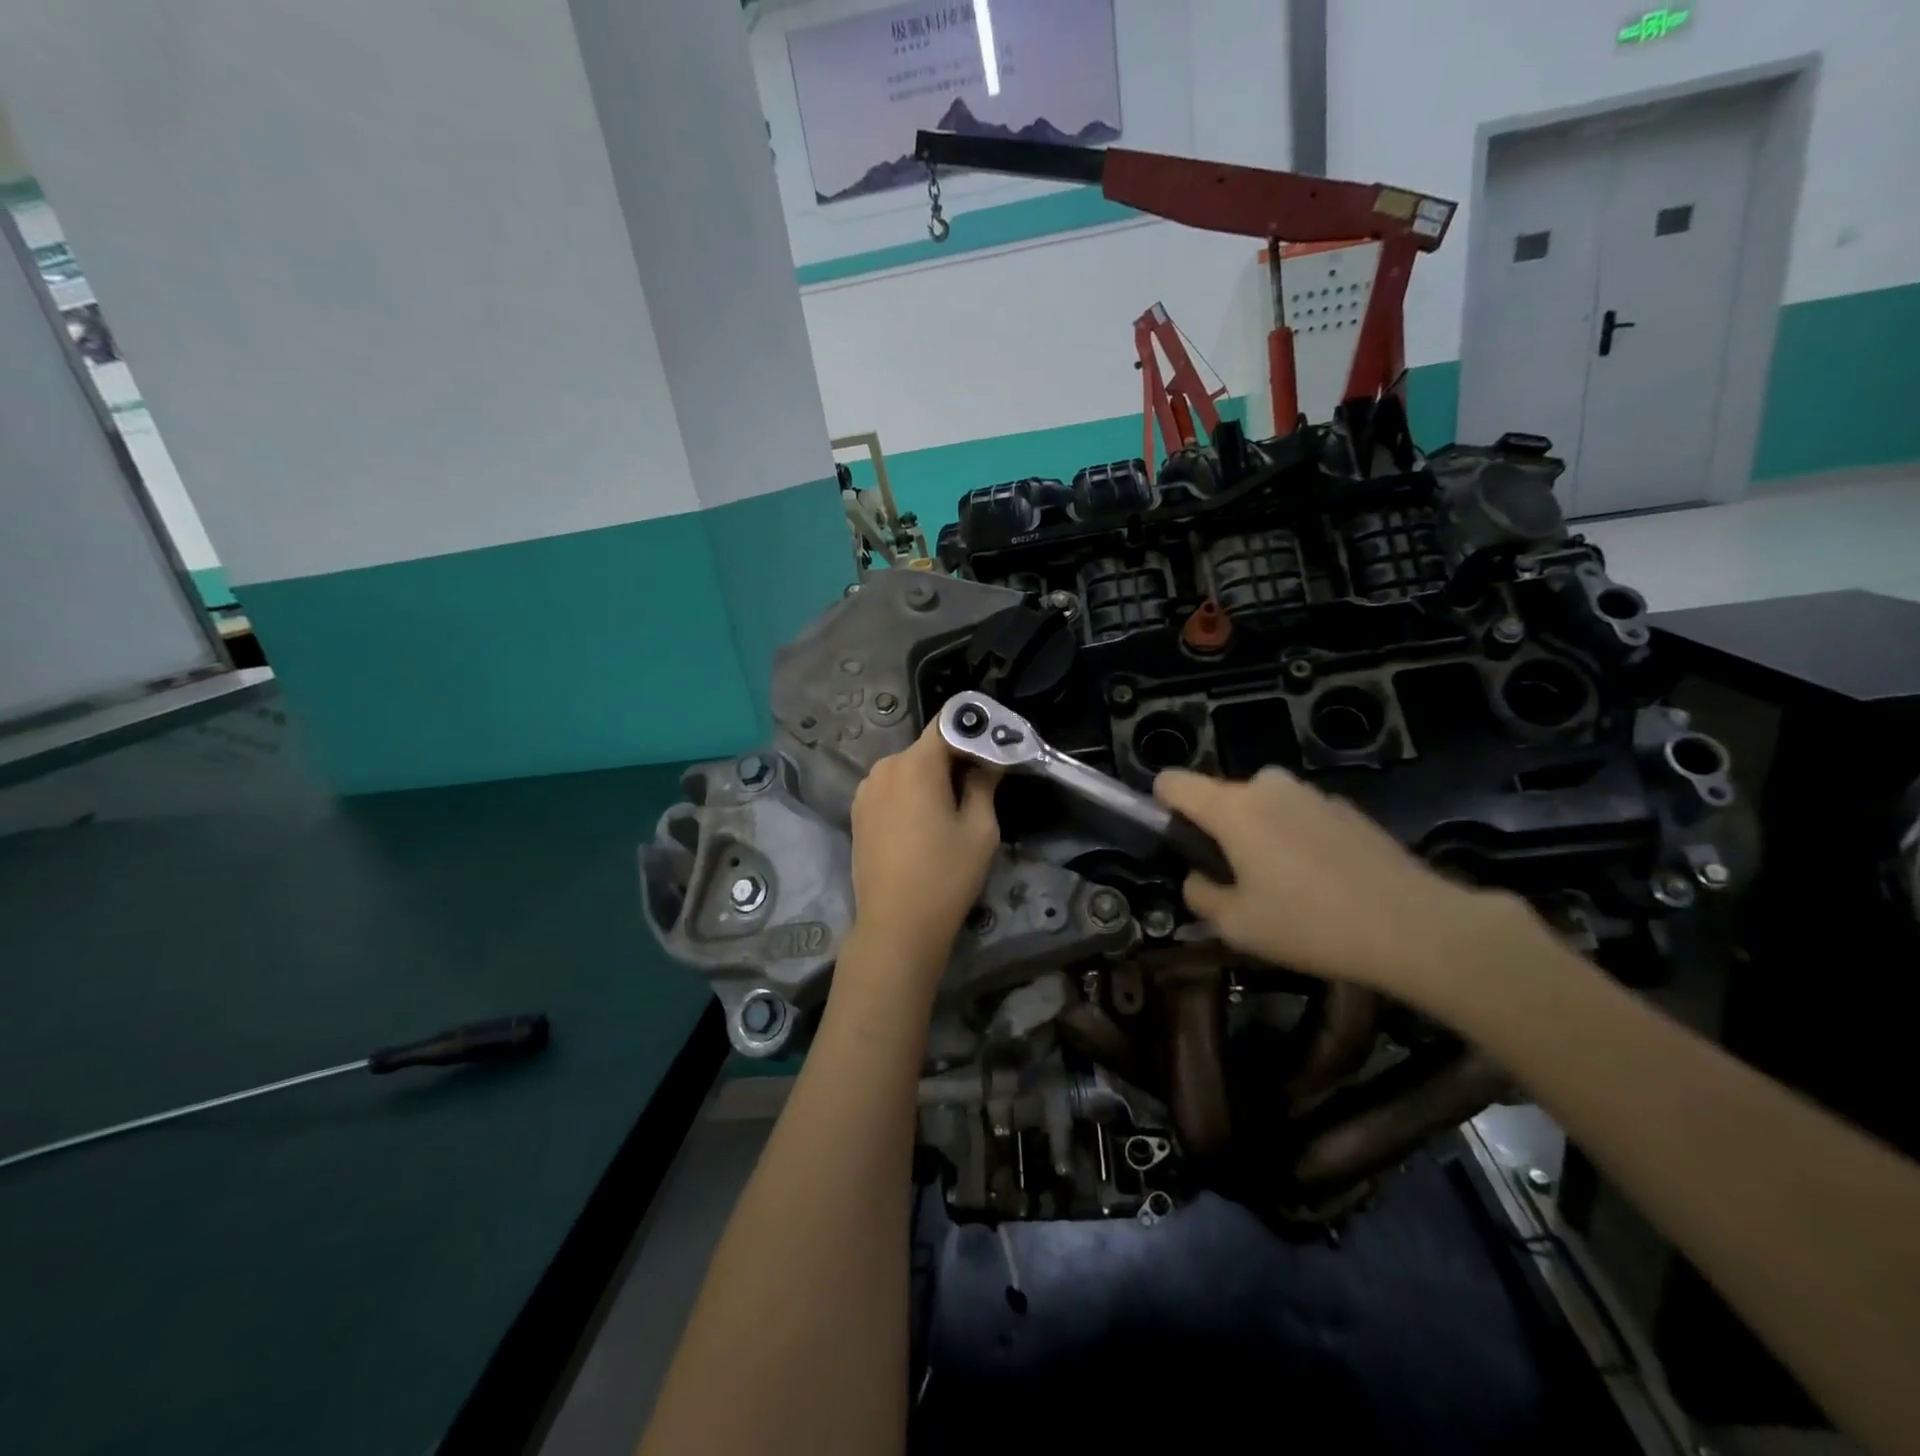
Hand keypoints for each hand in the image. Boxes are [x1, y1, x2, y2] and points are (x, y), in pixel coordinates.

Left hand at [846, 722, 1000, 975]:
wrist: (896, 926)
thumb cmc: (946, 876)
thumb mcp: (980, 830)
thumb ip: (984, 784)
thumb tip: (988, 760)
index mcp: (916, 765)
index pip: (947, 724)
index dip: (973, 730)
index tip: (994, 746)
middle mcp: (885, 768)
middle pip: (927, 748)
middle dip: (954, 758)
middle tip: (981, 783)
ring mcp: (865, 790)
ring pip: (908, 769)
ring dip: (930, 778)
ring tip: (951, 810)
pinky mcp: (857, 812)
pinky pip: (891, 789)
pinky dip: (910, 795)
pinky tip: (923, 825)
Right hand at [1155, 765, 1546, 1013]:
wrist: (1416, 927)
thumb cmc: (1310, 924)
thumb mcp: (1237, 925)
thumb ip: (1201, 895)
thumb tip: (1198, 879)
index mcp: (1232, 808)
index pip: (1173, 782)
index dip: (1162, 805)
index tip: (1175, 840)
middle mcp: (1267, 786)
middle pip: (1221, 797)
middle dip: (1219, 830)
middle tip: (1237, 880)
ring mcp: (1311, 793)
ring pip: (1263, 806)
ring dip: (1259, 834)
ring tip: (1284, 887)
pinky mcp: (1347, 808)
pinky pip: (1300, 816)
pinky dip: (1297, 839)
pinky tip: (1324, 883)